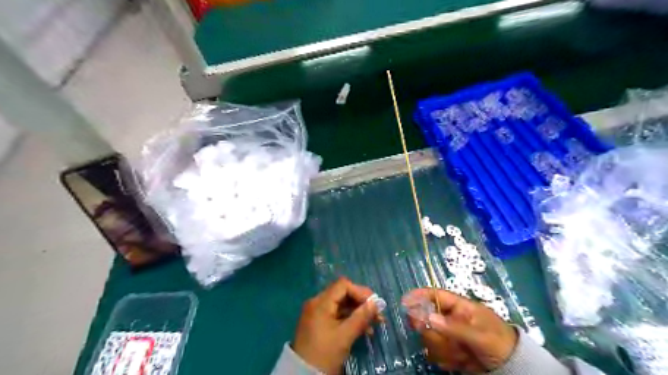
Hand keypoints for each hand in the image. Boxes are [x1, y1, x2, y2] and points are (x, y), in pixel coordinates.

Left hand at [293, 276, 380, 372]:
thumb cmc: (324, 354)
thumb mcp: (345, 336)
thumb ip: (361, 317)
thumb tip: (377, 302)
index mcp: (321, 302)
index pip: (343, 285)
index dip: (360, 292)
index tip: (374, 305)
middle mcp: (317, 303)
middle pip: (343, 294)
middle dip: (361, 303)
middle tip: (378, 315)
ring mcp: (317, 313)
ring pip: (341, 305)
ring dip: (358, 312)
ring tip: (374, 324)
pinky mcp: (319, 322)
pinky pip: (337, 314)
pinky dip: (350, 319)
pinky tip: (363, 329)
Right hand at [402, 289, 515, 373]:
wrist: (513, 368)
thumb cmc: (500, 343)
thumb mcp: (480, 335)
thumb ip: (454, 327)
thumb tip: (428, 318)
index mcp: (460, 307)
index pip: (436, 295)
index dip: (419, 295)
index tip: (404, 301)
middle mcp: (451, 319)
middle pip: (428, 320)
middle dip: (435, 334)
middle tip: (446, 342)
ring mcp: (449, 335)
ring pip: (430, 339)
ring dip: (445, 349)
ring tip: (463, 355)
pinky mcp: (449, 351)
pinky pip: (436, 354)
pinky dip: (447, 360)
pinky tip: (462, 363)